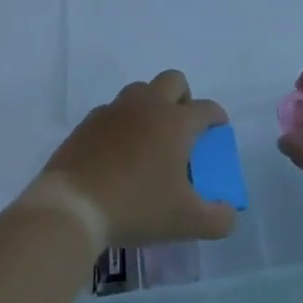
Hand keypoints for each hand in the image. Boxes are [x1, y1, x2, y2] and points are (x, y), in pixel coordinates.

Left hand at [36, 70, 237, 247]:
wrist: (73, 206)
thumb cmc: (137, 206)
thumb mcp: (187, 222)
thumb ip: (218, 219)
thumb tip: (228, 214)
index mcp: (176, 122)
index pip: (206, 108)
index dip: (217, 117)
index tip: (218, 129)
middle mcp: (147, 106)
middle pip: (173, 80)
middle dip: (184, 97)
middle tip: (183, 128)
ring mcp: (114, 110)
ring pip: (140, 91)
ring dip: (151, 106)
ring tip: (149, 140)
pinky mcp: (88, 122)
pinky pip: (112, 111)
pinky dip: (121, 124)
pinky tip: (118, 152)